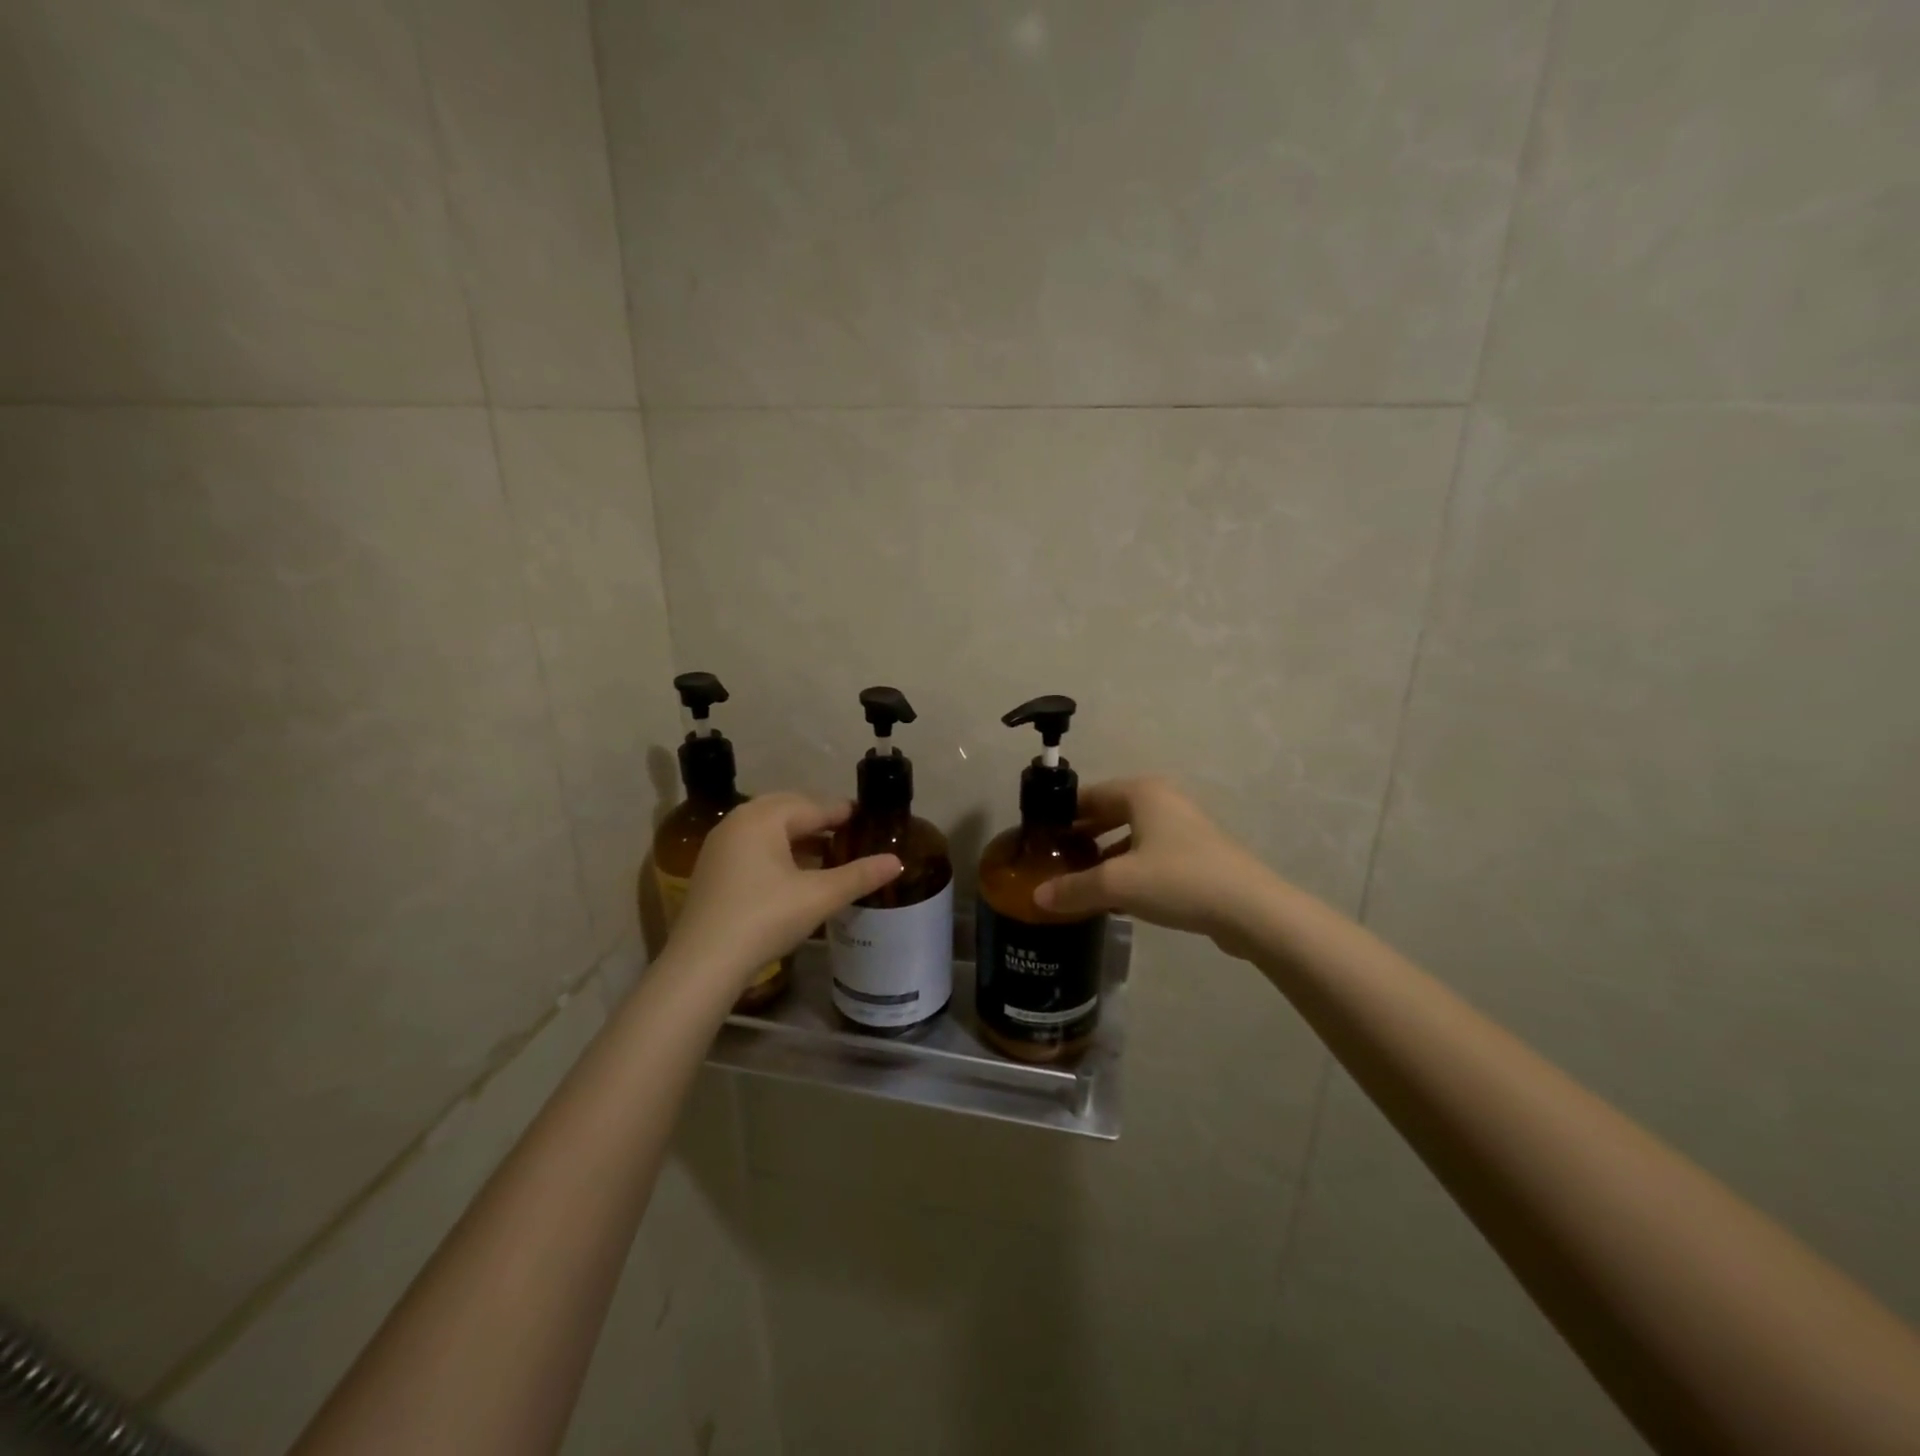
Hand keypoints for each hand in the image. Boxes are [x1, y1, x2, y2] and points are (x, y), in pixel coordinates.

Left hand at [668, 793, 901, 989]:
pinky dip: (777, 850)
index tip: (866, 817)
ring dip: (797, 835)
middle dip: (817, 819)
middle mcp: (738, 821)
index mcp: (763, 818)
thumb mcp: (819, 896)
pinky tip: (794, 872)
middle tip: (847, 832)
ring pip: (768, 828)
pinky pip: (752, 846)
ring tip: (826, 852)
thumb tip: (897, 861)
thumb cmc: (765, 918)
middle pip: (787, 809)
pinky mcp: (712, 869)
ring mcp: (720, 845)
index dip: (842, 813)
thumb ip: (859, 875)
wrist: (703, 963)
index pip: (812, 807)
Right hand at [1034, 777, 1273, 954]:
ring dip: (1106, 857)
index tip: (1040, 838)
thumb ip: (1074, 888)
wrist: (1250, 910)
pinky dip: (1130, 870)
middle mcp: (1163, 802)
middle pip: (1110, 814)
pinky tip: (1115, 900)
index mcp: (1142, 793)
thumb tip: (1037, 897)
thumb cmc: (1178, 880)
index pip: (1089, 795)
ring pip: (1131, 837)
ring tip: (1079, 883)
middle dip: (1083, 837)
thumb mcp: (1117, 884)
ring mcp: (1184, 829)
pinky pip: (1151, 856)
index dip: (1062, 815)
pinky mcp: (1197, 856)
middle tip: (1055, 861)